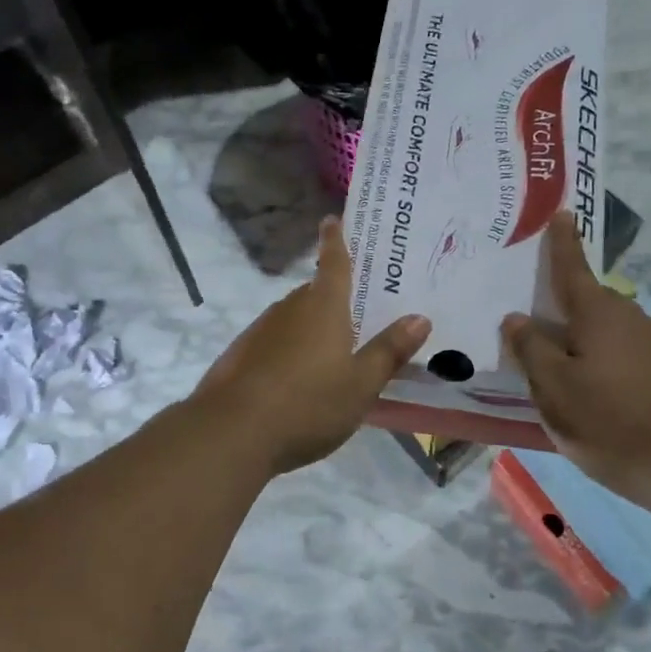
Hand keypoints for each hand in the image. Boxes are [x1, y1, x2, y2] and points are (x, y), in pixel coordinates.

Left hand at [198, 217, 429, 473]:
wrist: (231, 432)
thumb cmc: (307, 404)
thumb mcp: (360, 384)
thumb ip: (389, 351)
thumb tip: (419, 318)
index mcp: (323, 307)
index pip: (333, 263)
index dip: (336, 240)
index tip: (332, 219)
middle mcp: (289, 309)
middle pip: (314, 294)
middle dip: (333, 299)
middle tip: (356, 313)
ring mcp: (260, 331)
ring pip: (293, 320)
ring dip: (310, 330)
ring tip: (330, 357)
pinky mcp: (240, 355)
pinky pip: (274, 343)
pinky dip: (288, 352)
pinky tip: (295, 382)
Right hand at [502, 213, 650, 505]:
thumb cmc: (614, 425)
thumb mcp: (555, 390)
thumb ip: (531, 350)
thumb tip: (517, 318)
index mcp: (599, 315)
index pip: (572, 269)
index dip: (562, 243)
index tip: (562, 212)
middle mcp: (633, 320)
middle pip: (588, 305)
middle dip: (562, 310)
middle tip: (533, 326)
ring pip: (608, 335)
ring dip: (583, 344)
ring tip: (561, 375)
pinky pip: (627, 359)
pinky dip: (606, 367)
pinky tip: (600, 400)